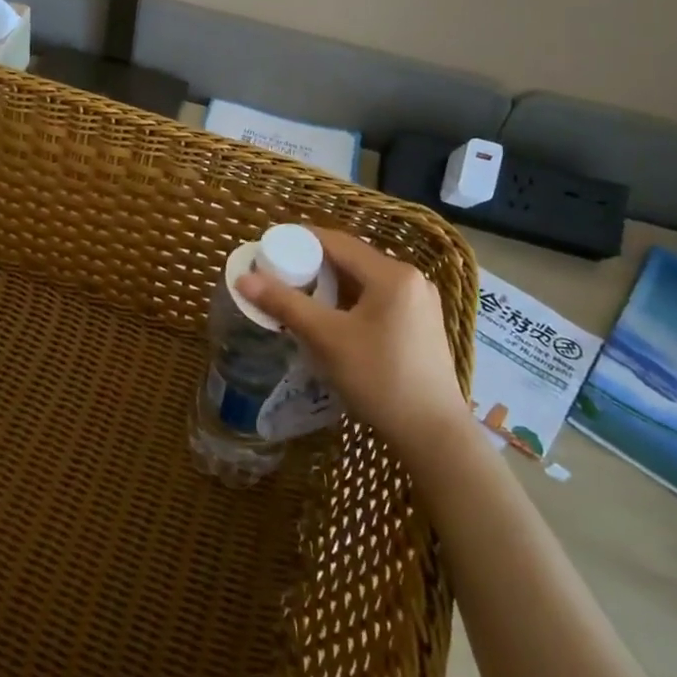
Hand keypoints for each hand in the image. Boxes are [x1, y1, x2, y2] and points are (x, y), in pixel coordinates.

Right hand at [236, 229, 467, 454]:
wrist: (433, 435)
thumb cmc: (379, 379)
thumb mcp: (327, 339)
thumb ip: (285, 304)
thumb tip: (243, 279)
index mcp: (392, 274)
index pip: (336, 242)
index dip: (299, 241)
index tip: (267, 250)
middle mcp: (411, 279)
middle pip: (351, 260)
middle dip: (312, 266)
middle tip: (278, 278)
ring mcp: (420, 303)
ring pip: (364, 282)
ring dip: (330, 286)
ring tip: (297, 299)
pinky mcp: (421, 324)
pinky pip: (377, 300)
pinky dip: (350, 303)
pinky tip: (331, 321)